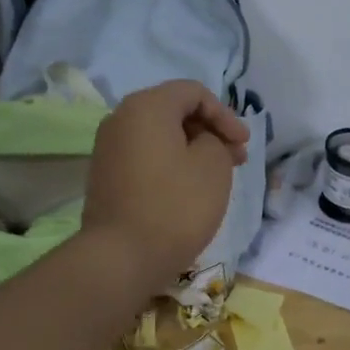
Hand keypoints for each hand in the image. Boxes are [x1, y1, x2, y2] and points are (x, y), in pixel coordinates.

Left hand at [83, 80, 249, 290]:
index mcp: (146, 106)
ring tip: (217, 176)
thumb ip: (215, 139)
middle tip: (236, 159)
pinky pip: (144, 157)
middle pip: (174, 111)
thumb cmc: (175, 205)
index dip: (225, 114)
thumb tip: (200, 141)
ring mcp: (107, 148)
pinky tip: (188, 188)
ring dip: (191, 149)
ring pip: (159, 136)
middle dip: (209, 131)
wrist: (122, 256)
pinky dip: (170, 163)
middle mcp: (120, 118)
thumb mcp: (213, 165)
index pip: (194, 92)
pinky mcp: (105, 176)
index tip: (244, 144)